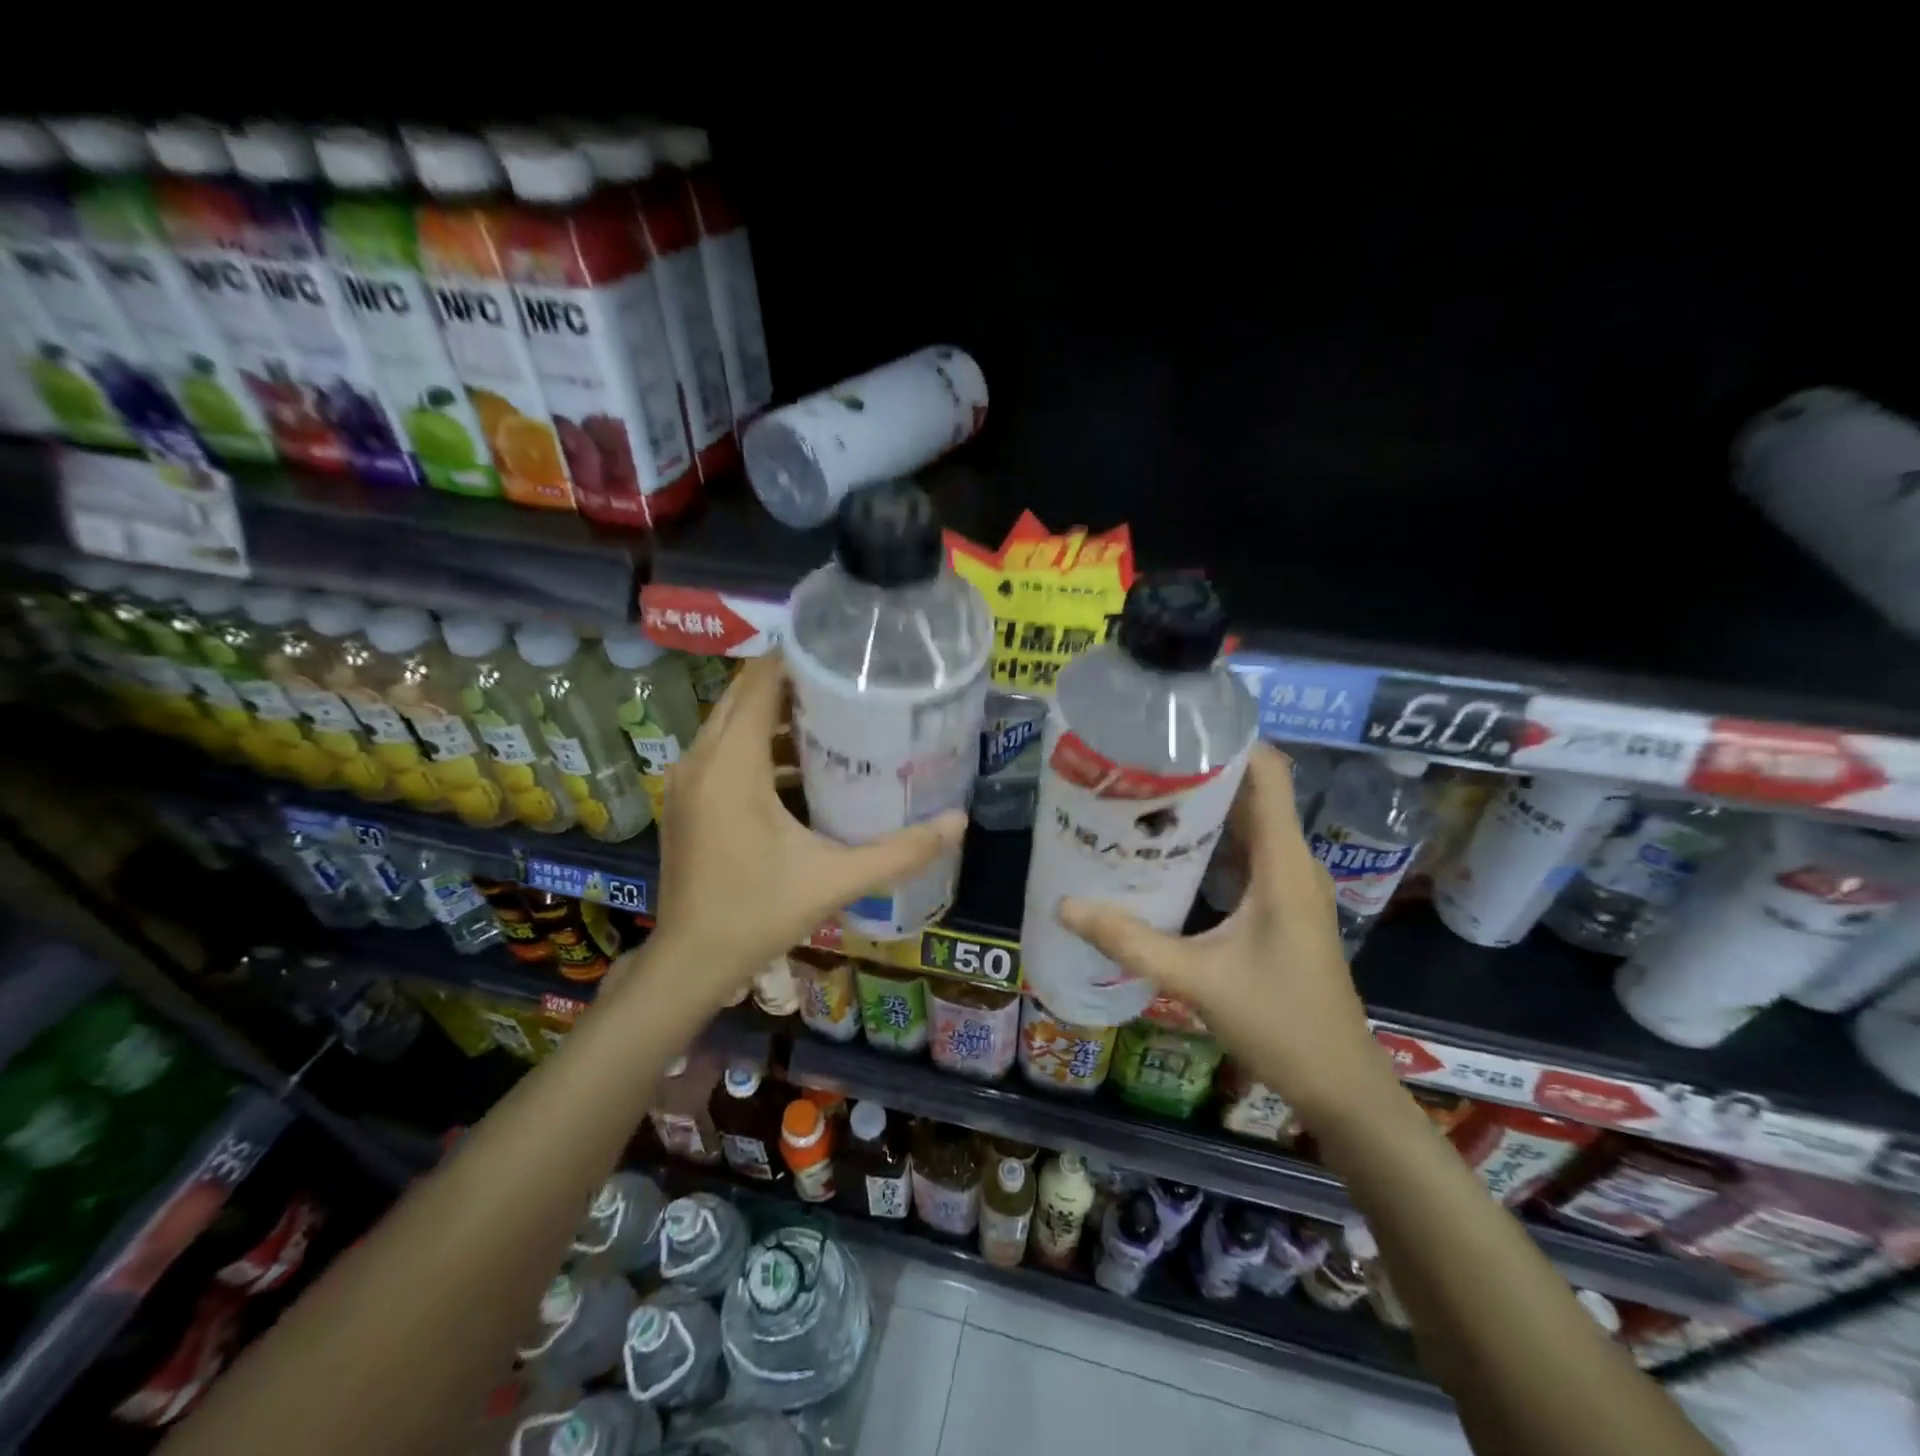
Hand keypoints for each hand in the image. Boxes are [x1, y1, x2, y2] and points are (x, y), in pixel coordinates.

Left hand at [639, 652, 965, 1007]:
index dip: (797, 658)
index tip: (842, 652)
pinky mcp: (688, 800)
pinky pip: (724, 750)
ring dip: (775, 714)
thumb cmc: (758, 913)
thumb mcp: (835, 880)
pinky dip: (758, 744)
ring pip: (731, 722)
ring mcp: (688, 780)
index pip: (759, 682)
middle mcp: (701, 760)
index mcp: (732, 765)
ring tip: (834, 716)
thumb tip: (959, 822)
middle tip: (848, 682)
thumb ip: (899, 851)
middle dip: (792, 682)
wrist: (691, 961)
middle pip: (744, 695)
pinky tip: (802, 766)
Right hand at [1059, 743, 1394, 1124]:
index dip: (1228, 743)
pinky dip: (1211, 842)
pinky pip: (1247, 854)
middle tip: (1138, 765)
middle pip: (1253, 792)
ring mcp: (1290, 885)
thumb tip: (1065, 906)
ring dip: (1204, 807)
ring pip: (1249, 824)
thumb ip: (1130, 941)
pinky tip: (1168, 852)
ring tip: (1144, 797)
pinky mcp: (1282, 906)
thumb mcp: (1196, 979)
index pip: (1268, 774)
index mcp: (1283, 864)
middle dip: (1200, 772)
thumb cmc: (1279, 1022)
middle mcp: (1292, 863)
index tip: (1172, 731)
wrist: (1339, 1083)